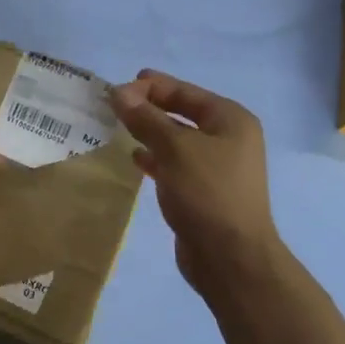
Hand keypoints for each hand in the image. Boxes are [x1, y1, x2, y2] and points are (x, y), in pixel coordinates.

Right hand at [109, 69, 281, 294]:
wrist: (230, 256)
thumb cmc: (207, 193)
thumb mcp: (175, 149)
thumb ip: (146, 118)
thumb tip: (119, 93)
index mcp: (230, 120)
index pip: (185, 91)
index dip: (151, 87)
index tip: (117, 89)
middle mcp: (228, 139)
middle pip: (182, 113)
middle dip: (149, 108)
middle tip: (114, 105)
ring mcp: (217, 167)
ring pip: (177, 140)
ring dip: (150, 132)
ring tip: (118, 128)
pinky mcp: (203, 192)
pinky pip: (175, 165)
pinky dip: (155, 158)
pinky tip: (135, 158)